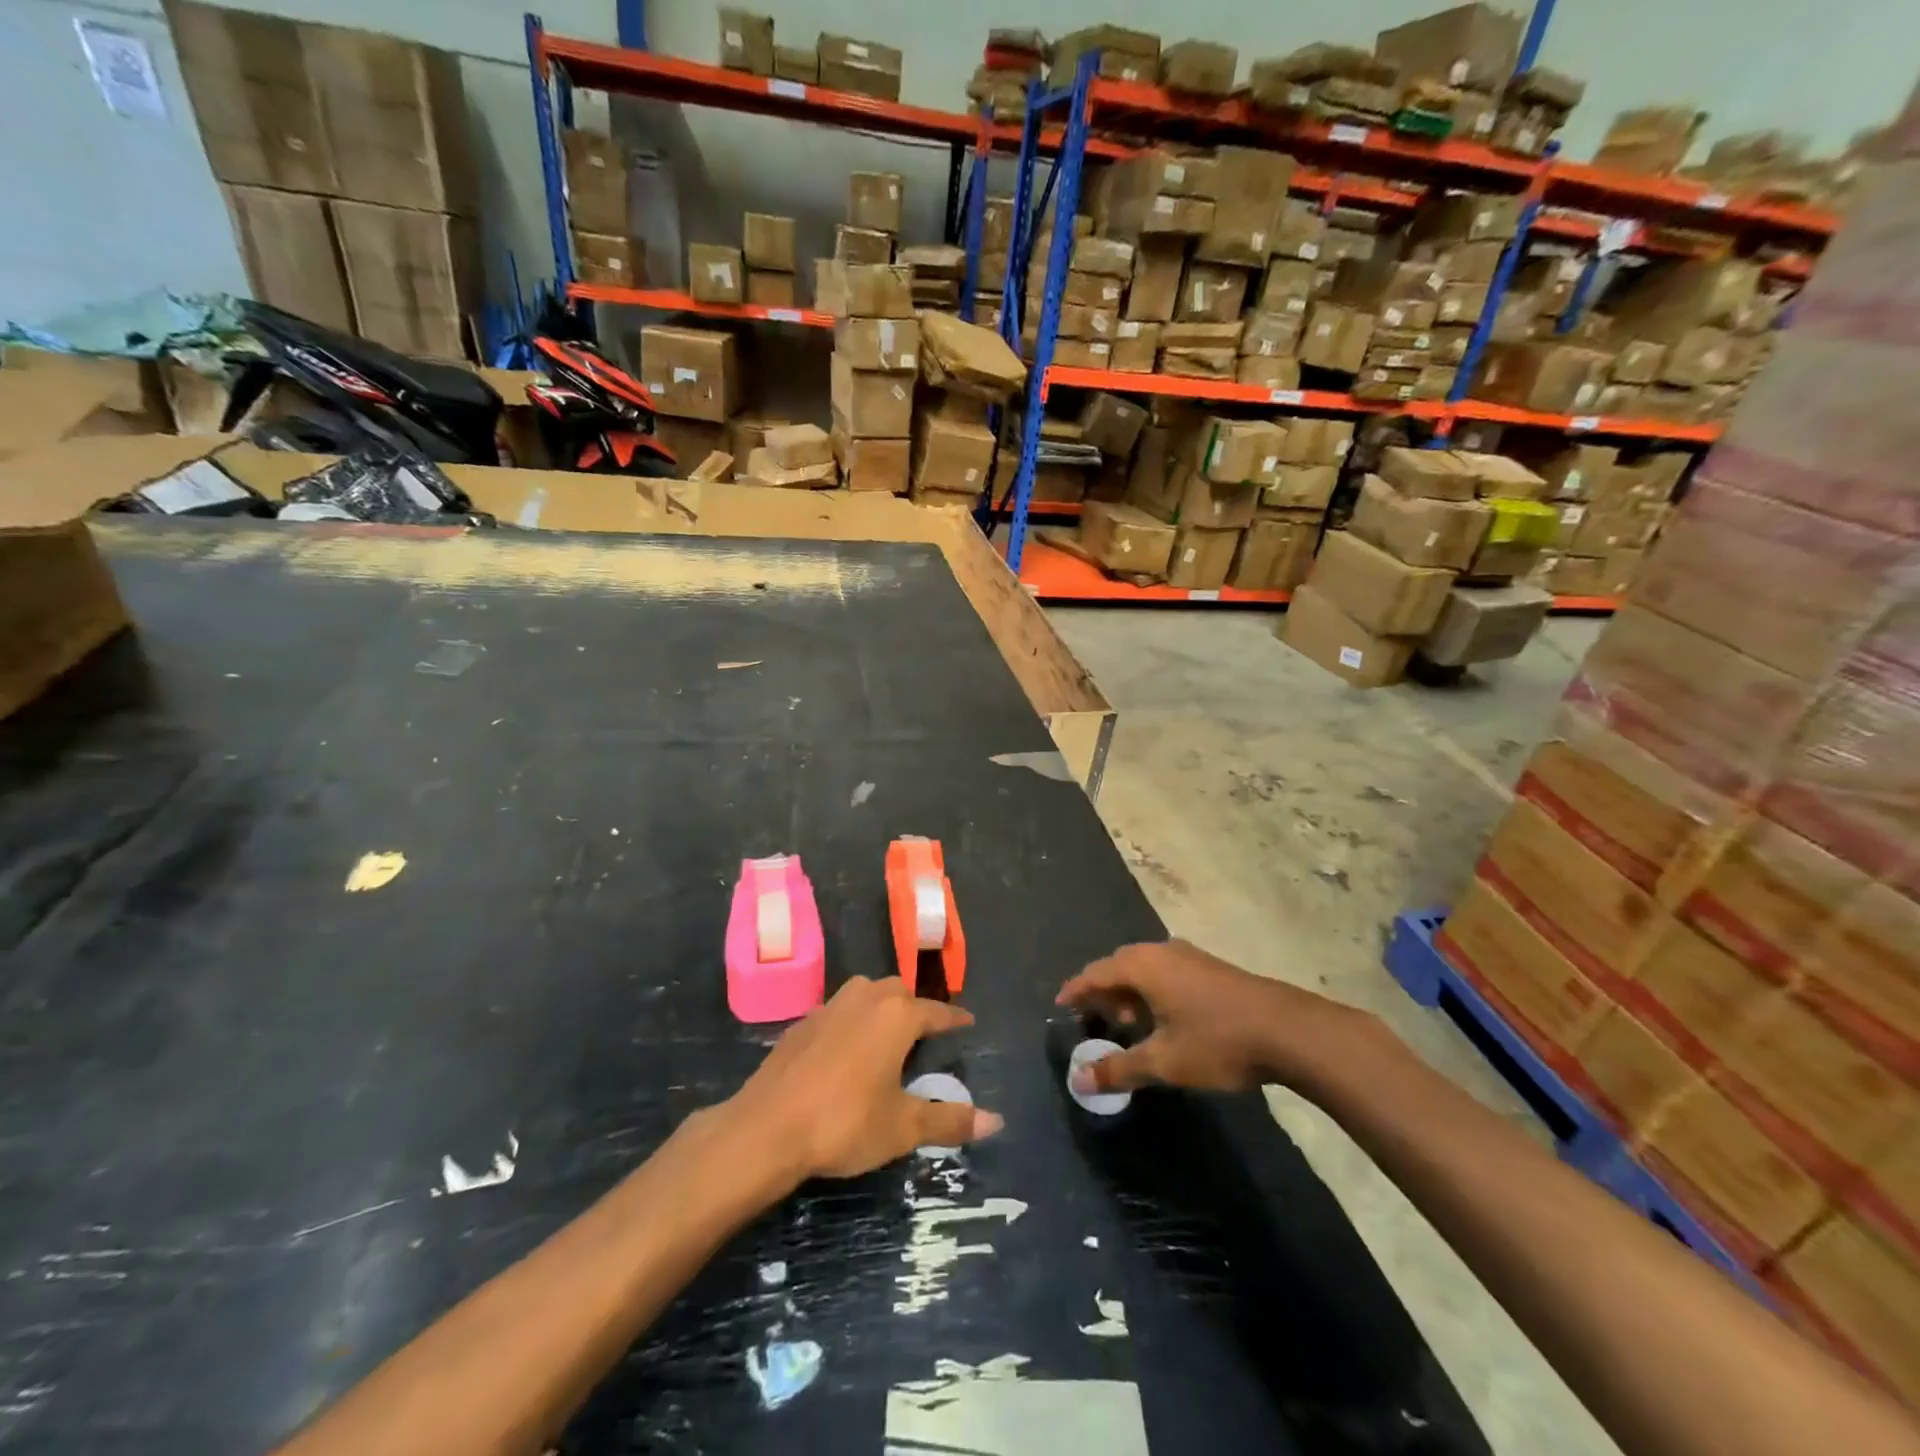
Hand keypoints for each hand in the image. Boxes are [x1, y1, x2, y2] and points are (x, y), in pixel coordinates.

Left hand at [726, 976, 1002, 1183]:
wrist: (767, 1127)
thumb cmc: (844, 1123)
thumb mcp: (903, 1127)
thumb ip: (949, 1120)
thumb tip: (997, 1121)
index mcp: (896, 1016)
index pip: (936, 1011)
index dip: (954, 1019)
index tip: (968, 1022)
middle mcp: (865, 999)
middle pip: (898, 991)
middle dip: (915, 1007)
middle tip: (924, 1034)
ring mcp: (829, 1007)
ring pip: (865, 993)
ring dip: (880, 1007)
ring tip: (887, 1037)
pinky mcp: (801, 1023)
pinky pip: (838, 1011)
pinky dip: (851, 1021)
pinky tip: (847, 1051)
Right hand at [1056, 939, 1356, 1095]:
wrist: (1288, 1030)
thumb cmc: (1217, 1041)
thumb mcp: (1164, 1062)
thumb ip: (1119, 1069)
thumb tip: (1079, 1081)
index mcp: (1142, 965)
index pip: (1095, 972)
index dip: (1075, 990)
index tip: (1060, 1005)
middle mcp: (1161, 951)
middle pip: (1118, 966)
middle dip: (1102, 993)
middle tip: (1093, 1020)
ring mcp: (1188, 956)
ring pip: (1144, 969)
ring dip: (1129, 993)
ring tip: (1126, 1024)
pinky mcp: (1209, 967)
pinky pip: (1165, 973)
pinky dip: (1151, 991)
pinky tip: (1161, 1019)